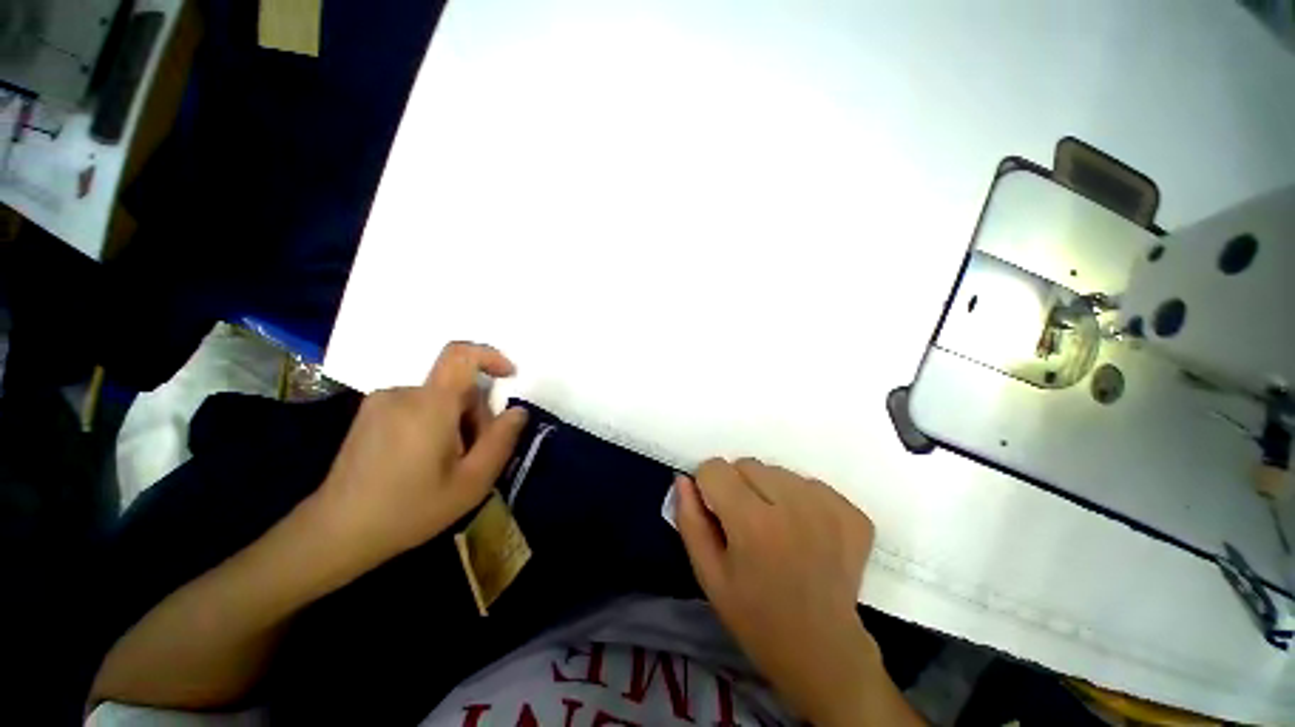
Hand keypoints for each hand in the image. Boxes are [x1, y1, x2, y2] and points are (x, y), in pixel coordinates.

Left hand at [312, 342, 527, 569]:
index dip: (490, 356)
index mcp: (429, 406)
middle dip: (475, 414)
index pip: (461, 355)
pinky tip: (424, 460)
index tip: (508, 376)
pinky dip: (434, 423)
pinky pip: (417, 405)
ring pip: (439, 399)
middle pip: (457, 388)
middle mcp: (403, 394)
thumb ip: (501, 441)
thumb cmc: (409, 510)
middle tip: (474, 455)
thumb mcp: (471, 483)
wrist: (335, 533)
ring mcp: (381, 402)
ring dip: (455, 422)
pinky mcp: (369, 414)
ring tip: (447, 463)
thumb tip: (518, 411)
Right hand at [677, 459, 918, 725]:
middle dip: (738, 486)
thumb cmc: (755, 616)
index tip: (718, 512)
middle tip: (748, 524)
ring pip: (778, 471)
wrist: (823, 651)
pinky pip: (810, 483)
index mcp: (752, 523)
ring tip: (777, 529)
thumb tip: (683, 478)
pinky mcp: (852, 512)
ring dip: (770, 490)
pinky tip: (806, 532)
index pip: (715, 468)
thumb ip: (689, 521)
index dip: (709, 488)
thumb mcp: (708, 575)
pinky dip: (801, 500)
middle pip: (747, 464)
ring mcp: (828, 507)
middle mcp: (793, 505)